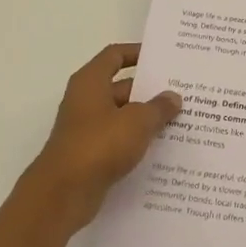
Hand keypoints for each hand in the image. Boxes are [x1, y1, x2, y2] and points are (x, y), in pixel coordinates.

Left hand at [24, 43, 180, 233]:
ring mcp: (87, 129)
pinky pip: (119, 140)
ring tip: (181, 120)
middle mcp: (86, 100)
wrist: (63, 194)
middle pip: (122, 87)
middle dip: (150, 90)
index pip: (115, 55)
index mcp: (91, 81)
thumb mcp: (137, 122)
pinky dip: (137, 141)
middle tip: (183, 92)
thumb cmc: (99, 145)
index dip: (137, 52)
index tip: (163, 57)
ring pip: (123, 116)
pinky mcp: (90, 155)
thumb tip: (173, 97)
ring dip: (146, 118)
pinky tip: (163, 149)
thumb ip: (158, 107)